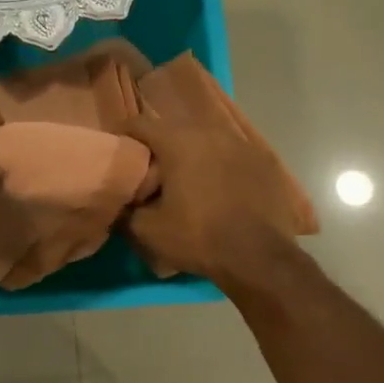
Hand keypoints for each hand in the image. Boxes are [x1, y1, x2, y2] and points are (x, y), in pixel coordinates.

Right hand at [122, 115, 301, 284]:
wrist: (260, 258)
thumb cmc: (198, 238)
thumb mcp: (148, 230)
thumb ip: (126, 207)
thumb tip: (121, 199)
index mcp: (179, 141)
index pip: (140, 124)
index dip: (124, 137)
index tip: (119, 155)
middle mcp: (211, 132)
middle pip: (174, 130)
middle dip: (159, 148)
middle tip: (151, 174)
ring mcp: (243, 144)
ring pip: (206, 141)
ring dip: (192, 156)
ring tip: (186, 182)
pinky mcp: (264, 162)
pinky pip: (232, 156)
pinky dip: (219, 167)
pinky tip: (219, 191)